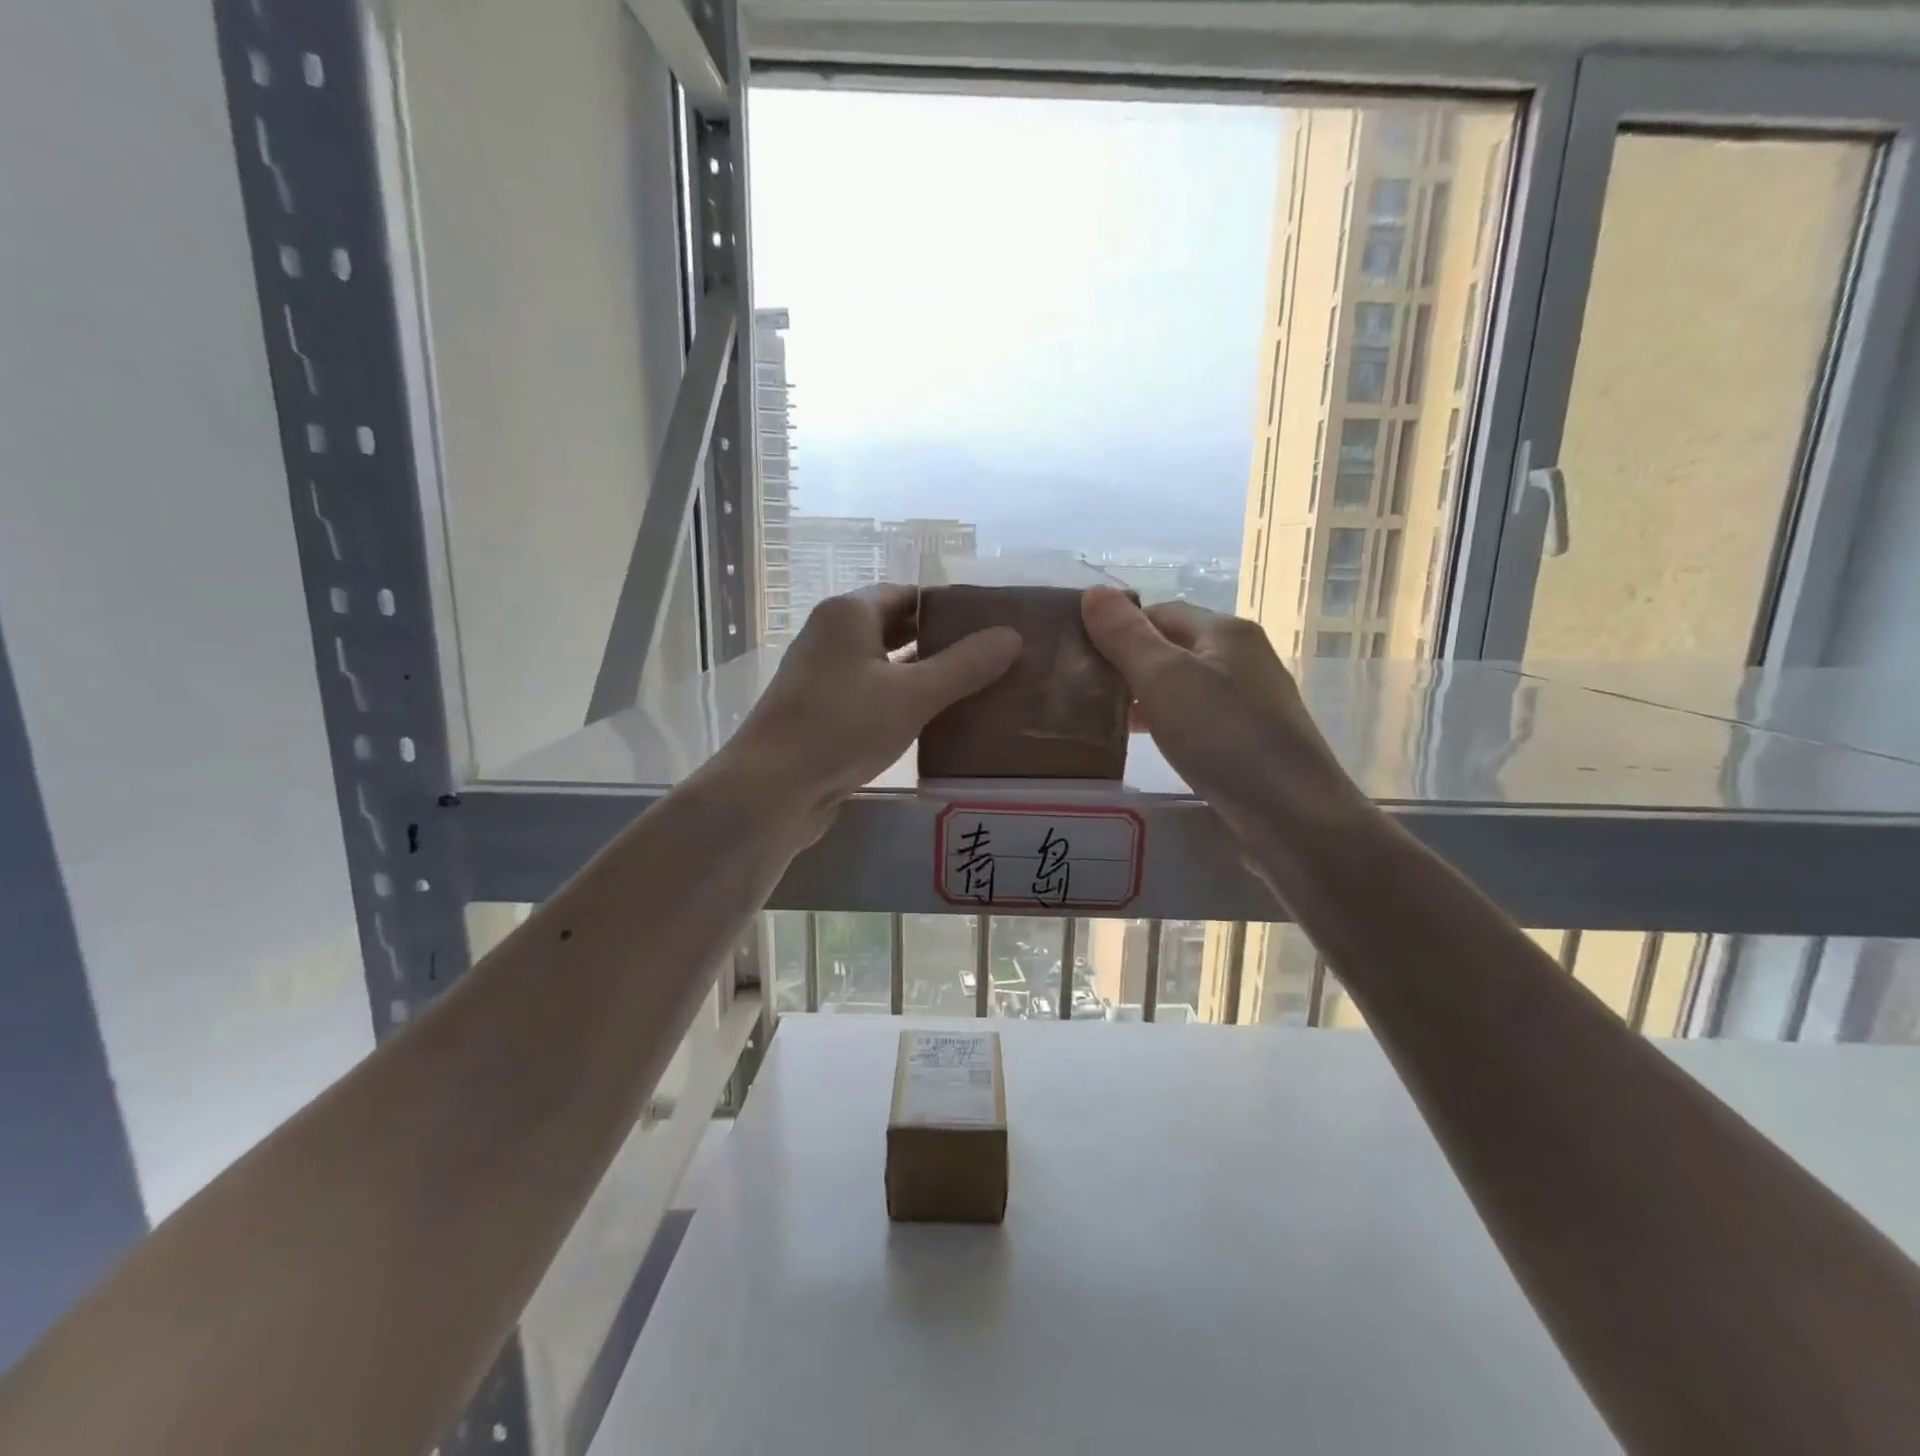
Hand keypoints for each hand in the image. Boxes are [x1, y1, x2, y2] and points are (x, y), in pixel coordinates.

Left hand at [719, 584, 1020, 836]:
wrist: (772, 788)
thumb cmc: (842, 727)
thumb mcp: (913, 694)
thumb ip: (965, 665)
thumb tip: (1012, 636)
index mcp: (848, 613)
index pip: (908, 594)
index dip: (948, 607)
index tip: (987, 626)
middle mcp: (830, 636)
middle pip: (894, 627)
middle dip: (938, 642)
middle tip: (987, 659)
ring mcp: (821, 676)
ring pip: (881, 664)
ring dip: (920, 674)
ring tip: (970, 690)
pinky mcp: (820, 712)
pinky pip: (869, 694)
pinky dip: (898, 700)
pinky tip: (930, 722)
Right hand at [1080, 586, 1365, 838]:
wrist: (1292, 814)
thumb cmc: (1223, 737)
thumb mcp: (1163, 679)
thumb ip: (1126, 636)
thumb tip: (1093, 592)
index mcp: (1225, 631)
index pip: (1159, 612)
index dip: (1118, 629)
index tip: (1080, 657)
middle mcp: (1243, 656)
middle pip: (1173, 647)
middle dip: (1129, 664)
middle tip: (1086, 692)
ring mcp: (1252, 699)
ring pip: (1185, 685)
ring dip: (1146, 696)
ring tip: (1108, 720)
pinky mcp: (1252, 738)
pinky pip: (1199, 717)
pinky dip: (1169, 722)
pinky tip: (1150, 744)